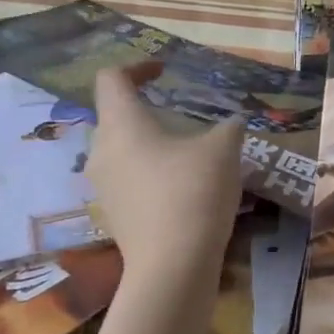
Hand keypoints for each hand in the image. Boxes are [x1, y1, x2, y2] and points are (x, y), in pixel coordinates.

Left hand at [87, 67, 244, 278]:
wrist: (173, 266)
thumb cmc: (193, 192)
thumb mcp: (224, 148)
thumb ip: (227, 126)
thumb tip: (230, 123)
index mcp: (122, 124)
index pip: (111, 79)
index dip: (137, 67)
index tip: (164, 72)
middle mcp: (102, 150)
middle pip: (115, 115)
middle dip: (146, 108)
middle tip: (181, 114)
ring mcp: (104, 185)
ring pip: (122, 149)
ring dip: (150, 142)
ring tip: (186, 151)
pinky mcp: (114, 213)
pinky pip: (128, 177)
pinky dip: (150, 171)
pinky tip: (181, 186)